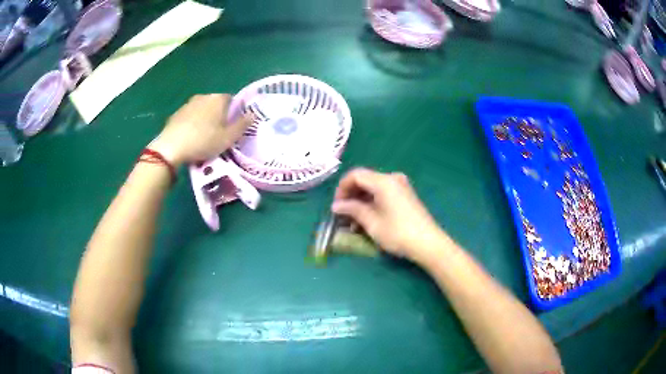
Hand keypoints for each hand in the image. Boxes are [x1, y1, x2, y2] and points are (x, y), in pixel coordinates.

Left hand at [148, 94, 250, 166]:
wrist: (171, 147)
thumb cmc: (204, 141)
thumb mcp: (228, 138)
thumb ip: (242, 125)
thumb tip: (253, 114)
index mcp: (218, 99)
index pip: (232, 100)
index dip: (233, 114)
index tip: (231, 128)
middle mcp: (204, 96)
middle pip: (216, 105)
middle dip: (218, 116)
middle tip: (218, 135)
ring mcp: (188, 104)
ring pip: (202, 110)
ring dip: (204, 120)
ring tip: (203, 138)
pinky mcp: (176, 114)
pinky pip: (189, 117)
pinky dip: (192, 125)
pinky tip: (190, 139)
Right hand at [331, 168, 447, 261]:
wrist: (428, 243)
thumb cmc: (397, 232)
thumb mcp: (371, 222)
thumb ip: (352, 209)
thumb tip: (336, 206)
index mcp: (383, 181)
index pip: (355, 175)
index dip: (342, 188)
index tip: (336, 206)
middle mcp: (392, 178)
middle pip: (365, 180)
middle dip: (351, 196)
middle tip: (342, 215)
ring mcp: (401, 187)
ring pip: (373, 188)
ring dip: (361, 202)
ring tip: (353, 222)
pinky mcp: (405, 196)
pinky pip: (383, 194)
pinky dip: (372, 203)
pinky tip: (367, 220)